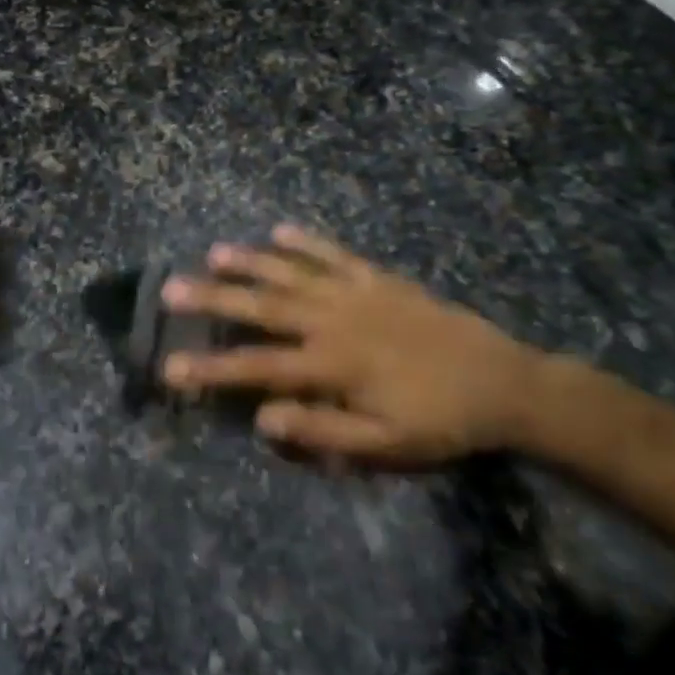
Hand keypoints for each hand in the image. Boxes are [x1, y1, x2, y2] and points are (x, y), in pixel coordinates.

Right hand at [160, 226, 543, 465]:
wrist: (503, 383)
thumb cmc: (440, 421)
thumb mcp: (386, 445)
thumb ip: (323, 432)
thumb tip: (263, 420)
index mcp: (332, 365)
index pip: (259, 367)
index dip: (212, 368)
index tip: (171, 366)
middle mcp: (333, 321)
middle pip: (263, 308)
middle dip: (213, 299)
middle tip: (171, 288)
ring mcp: (355, 293)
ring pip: (291, 272)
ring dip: (250, 262)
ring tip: (213, 253)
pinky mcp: (378, 278)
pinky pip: (334, 254)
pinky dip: (306, 241)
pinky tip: (279, 229)